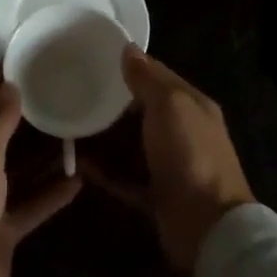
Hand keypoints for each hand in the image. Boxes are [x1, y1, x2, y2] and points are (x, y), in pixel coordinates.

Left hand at [0, 71, 81, 276]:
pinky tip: (78, 180)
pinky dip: (49, 194)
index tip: (24, 60)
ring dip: (40, 155)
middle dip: (23, 117)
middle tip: (58, 90)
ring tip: (73, 129)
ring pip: (15, 169)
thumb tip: (11, 85)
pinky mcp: (0, 230)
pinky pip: (29, 205)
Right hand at [92, 48, 253, 271]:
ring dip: (103, 139)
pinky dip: (103, 172)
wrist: (208, 227)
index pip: (158, 77)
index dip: (130, 67)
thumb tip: (129, 49)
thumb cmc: (190, 155)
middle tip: (74, 94)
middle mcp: (182, 133)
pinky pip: (123, 178)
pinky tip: (77, 165)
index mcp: (191, 106)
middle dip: (111, 105)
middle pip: (141, 113)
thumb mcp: (170, 105)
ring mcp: (168, 167)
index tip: (94, 59)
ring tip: (68, 128)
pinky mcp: (154, 196)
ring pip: (130, 146)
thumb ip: (148, 78)